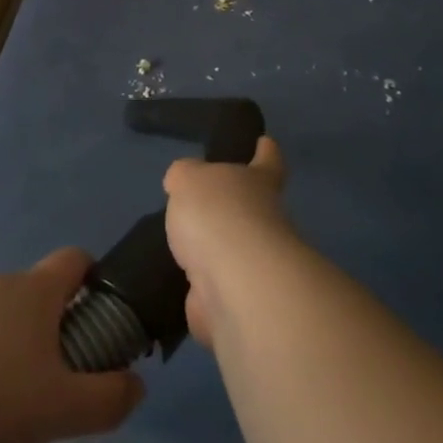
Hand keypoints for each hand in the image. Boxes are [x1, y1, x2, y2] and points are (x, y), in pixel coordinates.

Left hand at [0, 249, 144, 442]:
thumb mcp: (62, 409)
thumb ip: (108, 399)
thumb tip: (134, 385)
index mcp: (31, 291)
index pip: (74, 259)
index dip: (95, 281)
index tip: (102, 322)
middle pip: (38, 315)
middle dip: (53, 364)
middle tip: (54, 414)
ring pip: (0, 347)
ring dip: (15, 391)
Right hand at [164, 137, 291, 346]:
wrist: (232, 282)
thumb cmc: (217, 213)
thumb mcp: (189, 178)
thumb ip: (185, 176)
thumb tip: (183, 184)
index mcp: (259, 182)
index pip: (268, 161)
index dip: (265, 151)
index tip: (265, 143)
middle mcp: (265, 221)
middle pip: (250, 207)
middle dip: (230, 206)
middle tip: (199, 201)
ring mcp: (252, 264)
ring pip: (231, 249)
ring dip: (212, 248)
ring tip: (179, 241)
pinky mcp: (234, 299)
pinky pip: (212, 286)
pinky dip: (197, 285)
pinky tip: (175, 279)